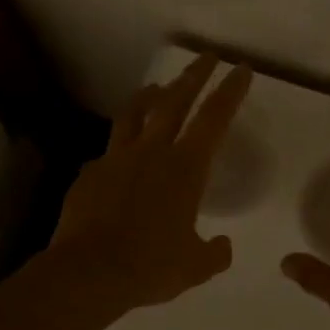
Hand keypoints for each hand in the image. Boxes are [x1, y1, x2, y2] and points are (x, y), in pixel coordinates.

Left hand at [51, 54, 253, 312]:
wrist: (89, 272)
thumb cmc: (150, 266)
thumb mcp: (195, 267)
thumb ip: (213, 253)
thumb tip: (222, 247)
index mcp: (185, 168)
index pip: (214, 119)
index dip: (230, 91)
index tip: (241, 69)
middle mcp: (151, 152)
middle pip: (175, 102)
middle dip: (193, 76)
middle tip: (205, 57)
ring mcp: (116, 159)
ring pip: (134, 115)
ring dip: (149, 97)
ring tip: (156, 87)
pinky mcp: (89, 174)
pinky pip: (108, 153)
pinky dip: (118, 148)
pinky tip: (117, 159)